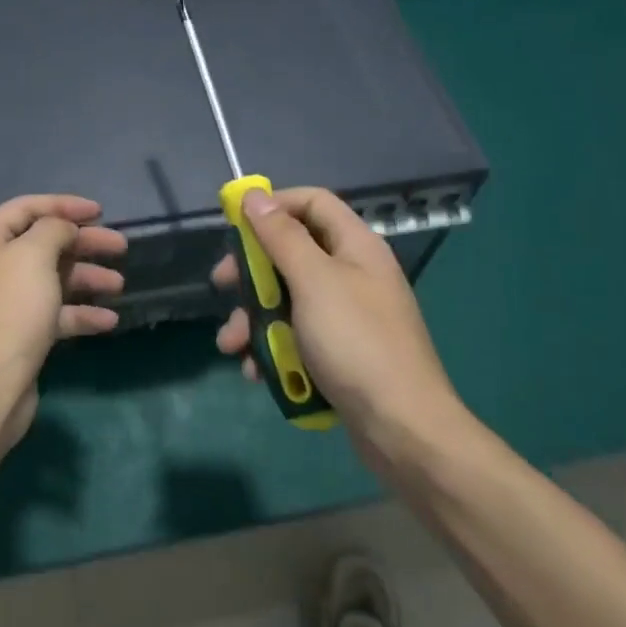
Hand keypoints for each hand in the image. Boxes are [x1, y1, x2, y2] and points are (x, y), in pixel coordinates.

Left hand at [0, 194, 126, 441]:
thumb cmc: (11, 309)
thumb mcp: (34, 254)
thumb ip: (54, 229)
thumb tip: (63, 229)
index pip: (27, 208)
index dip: (64, 206)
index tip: (100, 212)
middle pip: (44, 243)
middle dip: (83, 244)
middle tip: (120, 246)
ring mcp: (4, 301)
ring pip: (52, 278)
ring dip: (87, 278)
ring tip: (119, 284)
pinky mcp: (19, 332)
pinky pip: (54, 312)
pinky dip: (80, 312)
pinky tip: (109, 320)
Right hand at [212, 187, 464, 460]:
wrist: (403, 430)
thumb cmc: (355, 342)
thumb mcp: (313, 281)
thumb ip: (281, 236)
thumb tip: (255, 196)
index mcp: (356, 246)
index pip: (312, 202)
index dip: (274, 205)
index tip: (237, 224)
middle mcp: (353, 273)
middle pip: (293, 252)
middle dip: (253, 272)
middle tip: (223, 285)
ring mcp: (347, 315)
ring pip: (288, 299)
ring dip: (255, 319)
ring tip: (231, 345)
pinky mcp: (340, 352)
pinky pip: (298, 335)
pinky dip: (273, 348)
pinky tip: (256, 372)